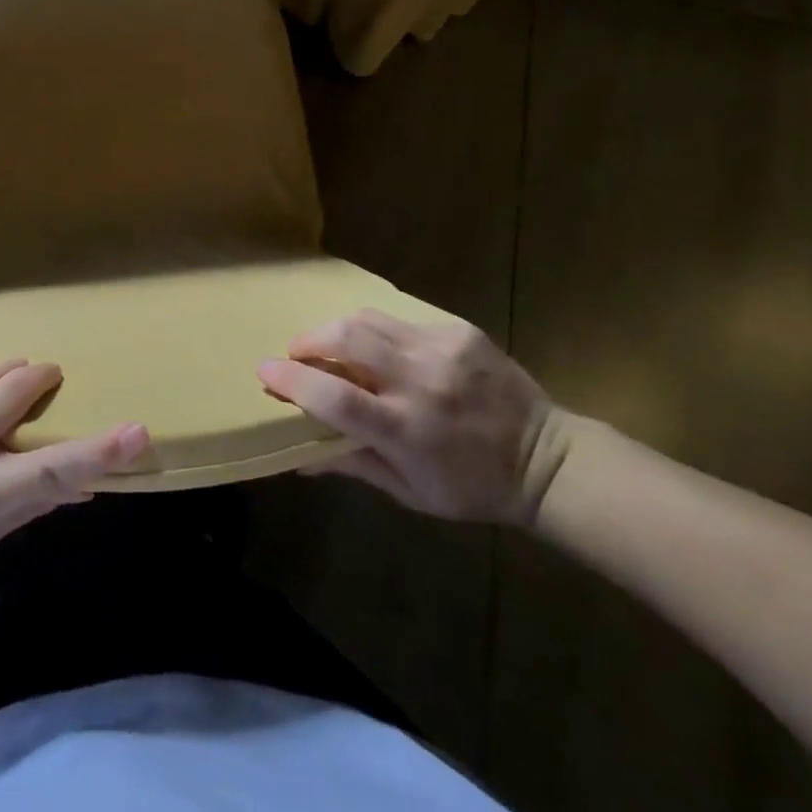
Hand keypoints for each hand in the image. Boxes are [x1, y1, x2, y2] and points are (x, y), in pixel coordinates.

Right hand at [257, 309, 570, 524]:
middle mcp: (420, 381)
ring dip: (338, 329)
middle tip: (297, 352)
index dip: (292, 381)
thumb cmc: (471, 486)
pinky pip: (401, 320)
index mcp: (406, 429)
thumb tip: (298, 459)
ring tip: (331, 344)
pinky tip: (384, 350)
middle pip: (347, 338)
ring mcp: (442, 349)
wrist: (547, 459)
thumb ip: (353, 466)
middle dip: (309, 340)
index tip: (265, 371)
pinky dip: (380, 332)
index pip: (334, 397)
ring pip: (368, 319)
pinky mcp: (459, 330)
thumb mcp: (410, 492)